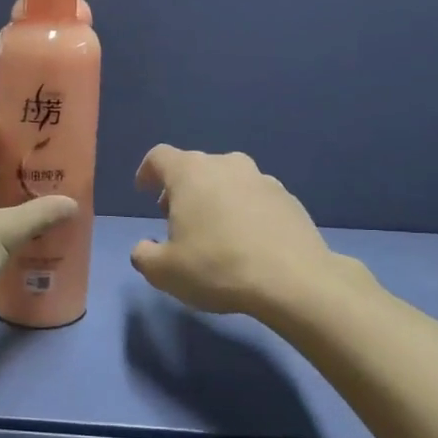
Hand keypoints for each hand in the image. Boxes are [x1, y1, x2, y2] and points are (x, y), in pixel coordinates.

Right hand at [129, 146, 339, 318]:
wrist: (293, 280)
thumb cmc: (217, 267)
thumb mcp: (164, 272)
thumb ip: (144, 256)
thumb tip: (144, 249)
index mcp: (191, 173)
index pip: (159, 157)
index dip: (147, 172)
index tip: (144, 191)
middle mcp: (227, 165)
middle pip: (195, 167)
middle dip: (181, 190)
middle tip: (176, 220)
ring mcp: (262, 179)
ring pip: (228, 181)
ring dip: (215, 199)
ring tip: (214, 232)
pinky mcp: (289, 199)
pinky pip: (255, 199)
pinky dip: (244, 212)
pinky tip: (246, 242)